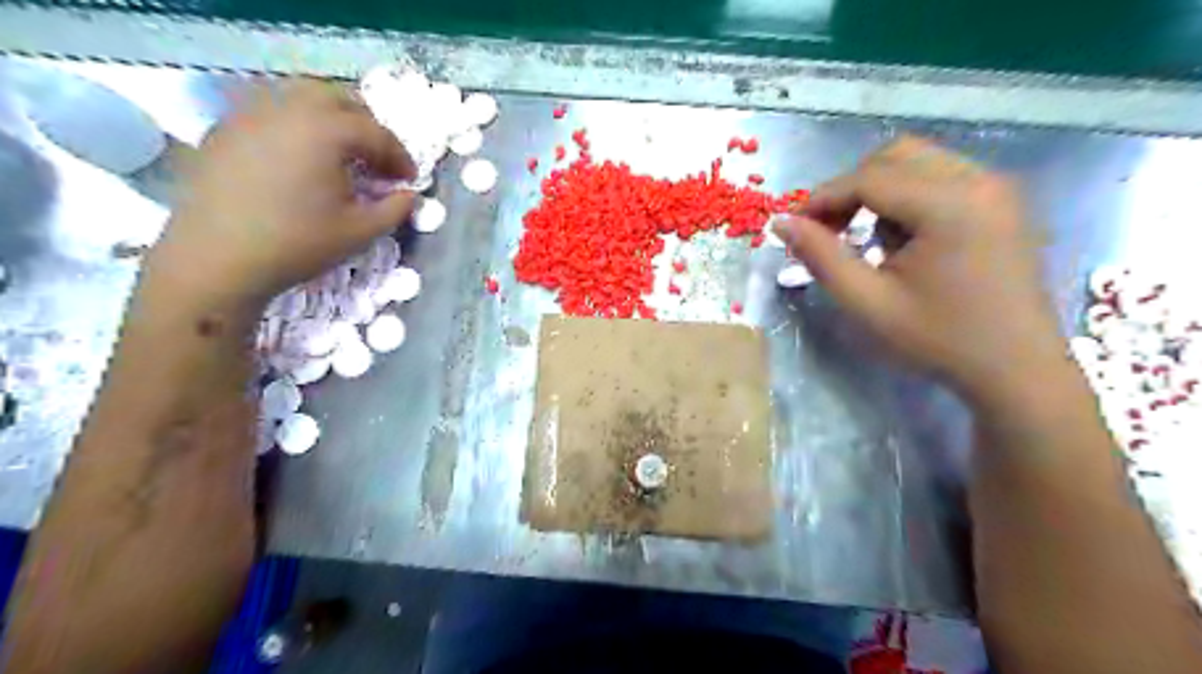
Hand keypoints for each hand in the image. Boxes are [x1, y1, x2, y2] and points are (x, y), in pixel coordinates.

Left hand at [148, 78, 414, 306]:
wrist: (217, 258)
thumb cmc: (298, 243)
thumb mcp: (361, 232)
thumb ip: (395, 209)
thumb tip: (410, 195)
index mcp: (326, 130)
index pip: (377, 132)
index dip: (400, 157)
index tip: (409, 181)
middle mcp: (288, 108)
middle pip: (340, 99)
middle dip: (367, 126)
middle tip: (377, 159)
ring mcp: (250, 113)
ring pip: (301, 98)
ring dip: (331, 120)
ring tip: (340, 154)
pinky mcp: (225, 128)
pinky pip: (271, 112)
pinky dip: (297, 126)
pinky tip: (300, 159)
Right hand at [771, 133, 1058, 402]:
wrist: (1016, 369)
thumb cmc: (939, 340)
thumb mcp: (868, 303)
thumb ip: (821, 257)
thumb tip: (781, 222)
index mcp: (950, 205)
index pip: (869, 178)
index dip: (822, 198)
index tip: (793, 226)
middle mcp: (979, 181)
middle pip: (896, 156)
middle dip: (852, 187)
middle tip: (829, 229)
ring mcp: (997, 189)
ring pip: (919, 162)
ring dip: (879, 191)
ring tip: (865, 238)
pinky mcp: (1002, 202)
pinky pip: (942, 178)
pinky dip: (908, 197)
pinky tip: (902, 239)